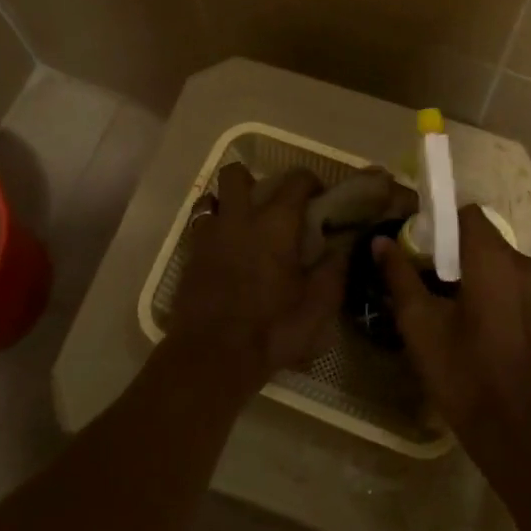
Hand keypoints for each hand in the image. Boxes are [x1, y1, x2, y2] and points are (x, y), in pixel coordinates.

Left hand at [167, 164, 344, 397]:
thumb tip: (341, 247)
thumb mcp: (318, 306)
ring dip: (226, 203)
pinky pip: (199, 227)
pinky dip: (212, 230)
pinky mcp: (189, 256)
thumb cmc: (272, 329)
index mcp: (276, 223)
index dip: (310, 182)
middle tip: (270, 205)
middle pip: (237, 174)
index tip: (319, 198)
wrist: (212, 356)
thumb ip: (333, 271)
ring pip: (211, 198)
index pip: (296, 180)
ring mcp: (209, 235)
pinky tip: (224, 252)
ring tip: (242, 225)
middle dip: (254, 180)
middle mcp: (239, 218)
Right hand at [374, 207, 530, 464]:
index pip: (466, 213)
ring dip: (465, 264)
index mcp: (493, 260)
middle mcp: (521, 263)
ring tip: (433, 292)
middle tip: (417, 269)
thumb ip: (399, 275)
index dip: (438, 220)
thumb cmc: (462, 371)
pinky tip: (460, 313)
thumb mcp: (419, 322)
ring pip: (493, 257)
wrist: (513, 428)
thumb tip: (380, 241)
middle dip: (448, 244)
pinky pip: (505, 278)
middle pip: (480, 234)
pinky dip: (482, 282)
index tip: (414, 241)